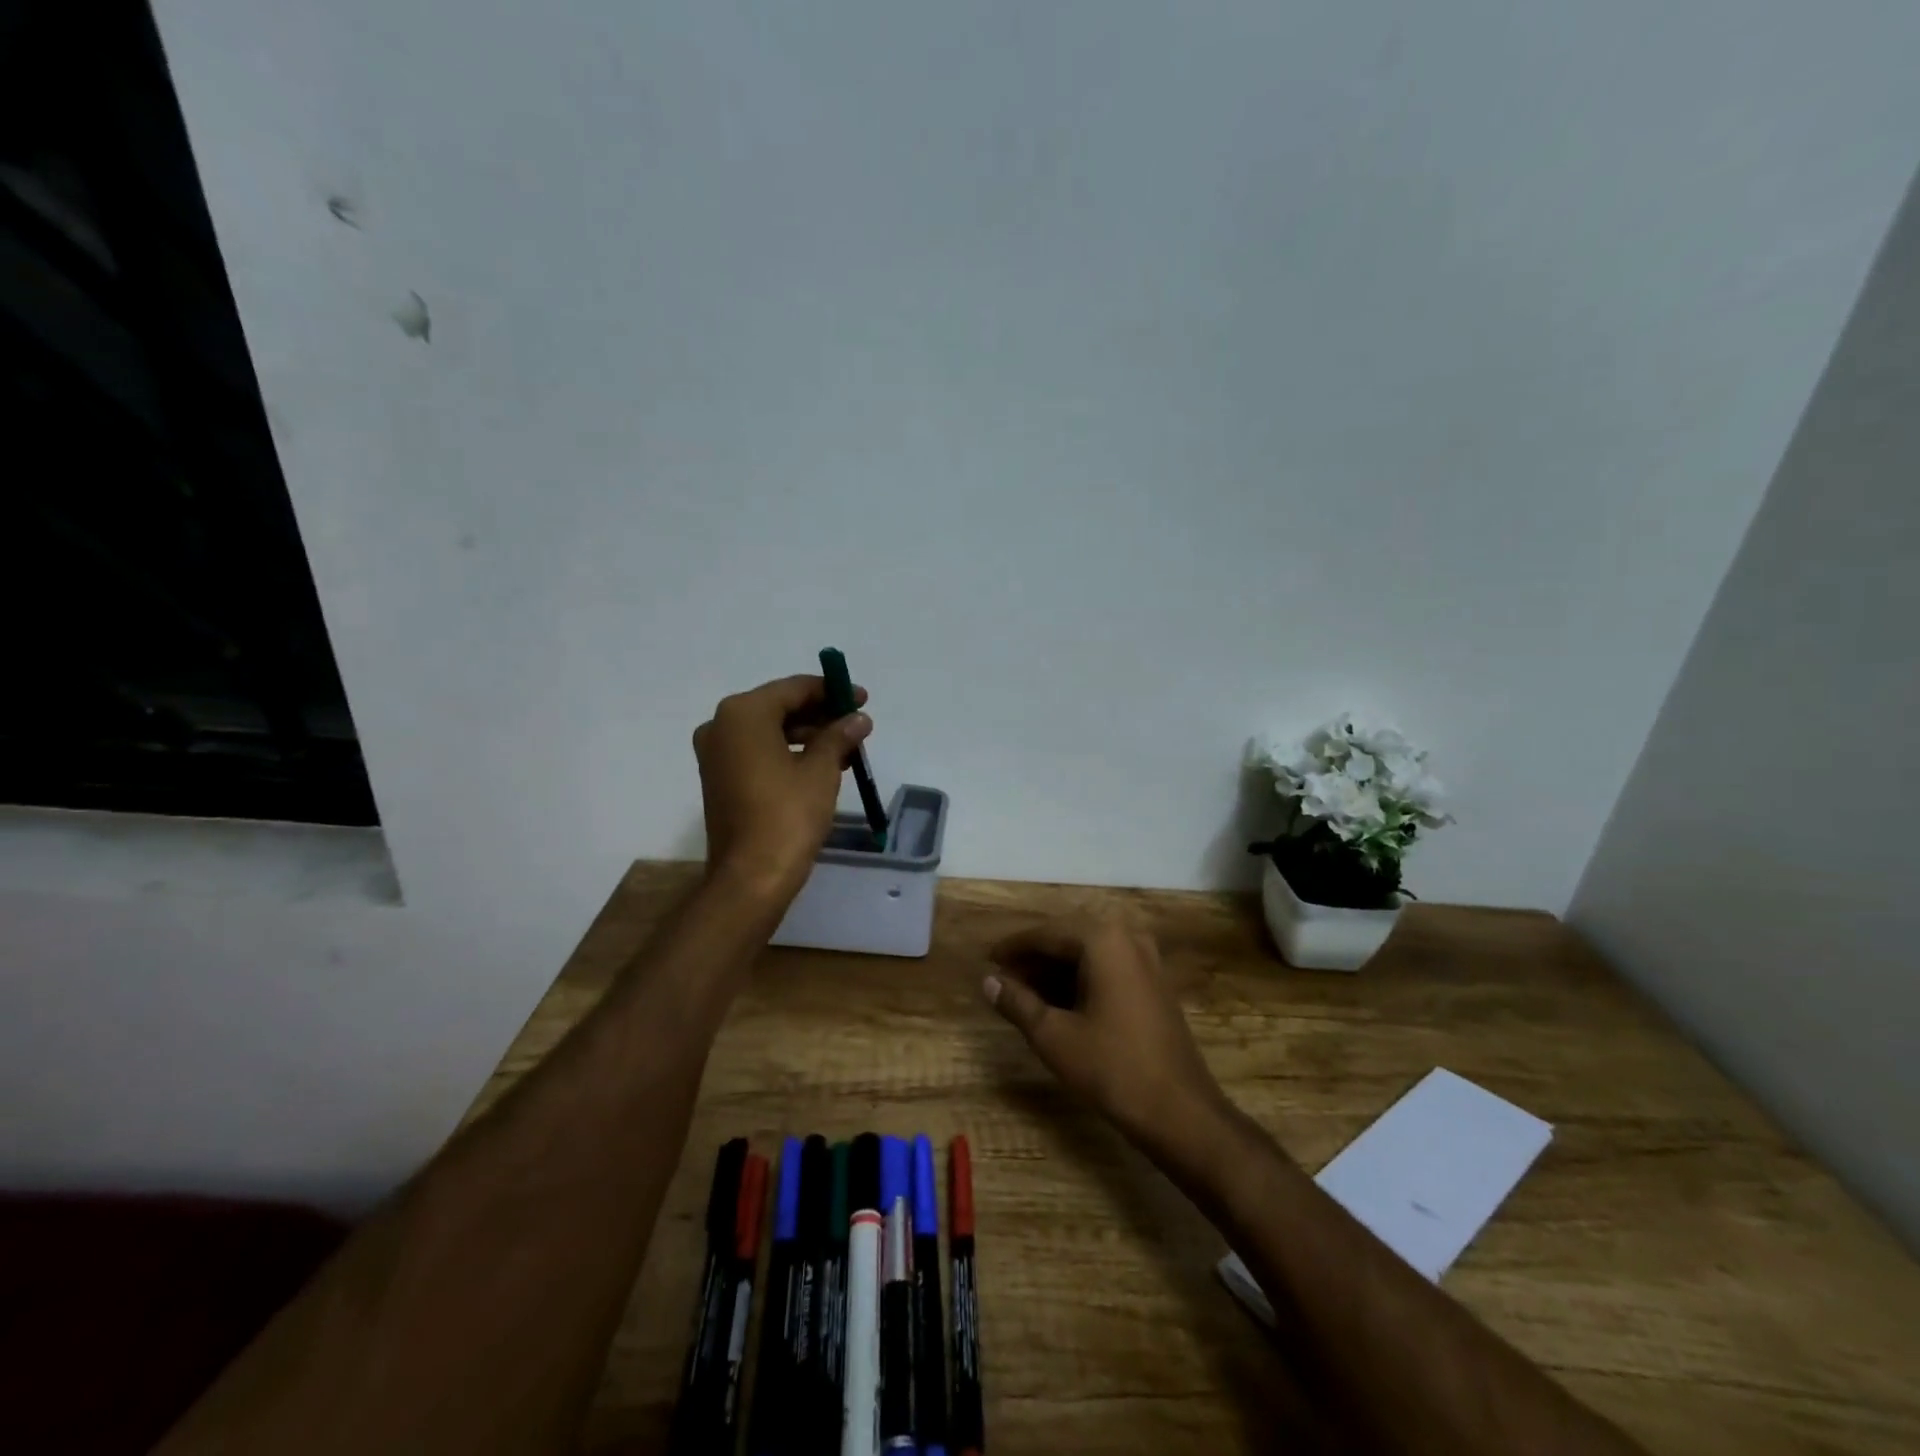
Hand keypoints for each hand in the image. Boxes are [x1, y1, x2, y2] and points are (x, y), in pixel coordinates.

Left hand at [693, 675, 871, 900]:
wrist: (751, 877)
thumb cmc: (788, 816)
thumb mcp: (821, 771)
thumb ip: (839, 736)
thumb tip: (858, 719)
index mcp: (744, 714)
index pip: (794, 688)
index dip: (831, 691)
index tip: (862, 699)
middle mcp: (721, 725)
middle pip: (779, 707)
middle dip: (820, 713)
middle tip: (856, 722)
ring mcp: (716, 753)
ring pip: (769, 730)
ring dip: (807, 734)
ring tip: (845, 747)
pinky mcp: (719, 778)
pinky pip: (758, 751)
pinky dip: (788, 752)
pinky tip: (820, 764)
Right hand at [984, 918, 1231, 1159]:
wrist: (1181, 1111)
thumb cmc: (1112, 1068)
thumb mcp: (1053, 1035)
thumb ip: (1017, 1002)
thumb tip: (988, 981)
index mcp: (1102, 939)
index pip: (1046, 933)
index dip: (1013, 948)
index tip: (987, 960)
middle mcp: (1127, 937)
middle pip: (1068, 938)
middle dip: (1033, 958)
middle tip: (1002, 978)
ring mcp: (1146, 959)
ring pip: (1088, 954)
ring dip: (1055, 969)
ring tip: (1023, 993)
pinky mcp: (1154, 983)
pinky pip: (1107, 967)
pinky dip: (1080, 979)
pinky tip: (1058, 1003)